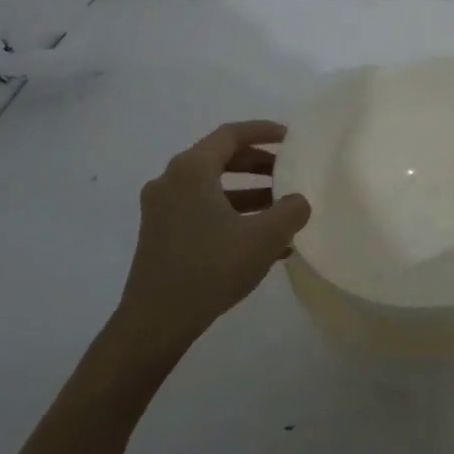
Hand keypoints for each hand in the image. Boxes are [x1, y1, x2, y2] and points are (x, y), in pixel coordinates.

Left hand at [114, 121, 311, 362]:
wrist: (156, 322)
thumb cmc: (210, 269)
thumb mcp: (263, 238)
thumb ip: (290, 211)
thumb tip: (298, 201)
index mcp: (191, 170)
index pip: (231, 134)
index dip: (264, 131)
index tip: (291, 137)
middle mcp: (171, 180)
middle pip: (220, 158)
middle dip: (258, 164)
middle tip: (289, 172)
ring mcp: (161, 208)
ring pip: (212, 187)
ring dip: (248, 192)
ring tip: (281, 208)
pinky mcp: (160, 233)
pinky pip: (202, 209)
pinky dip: (231, 213)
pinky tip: (261, 239)